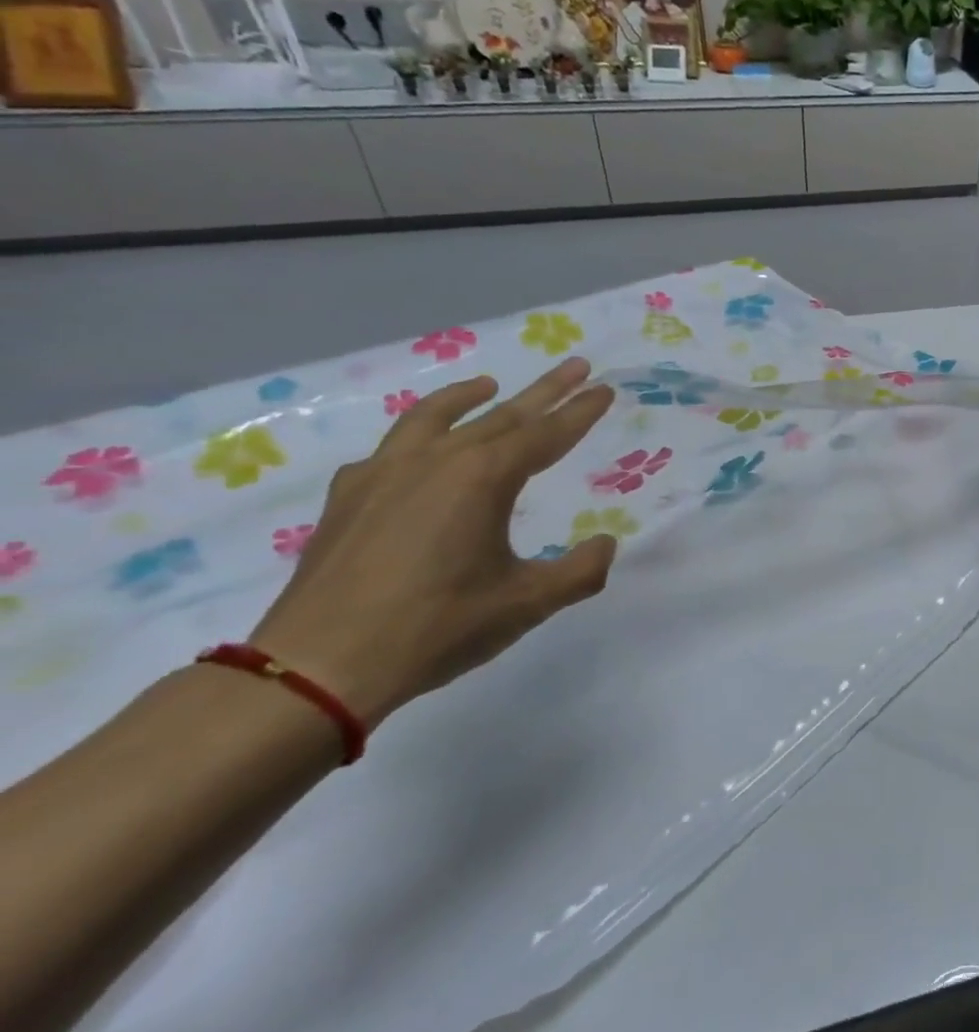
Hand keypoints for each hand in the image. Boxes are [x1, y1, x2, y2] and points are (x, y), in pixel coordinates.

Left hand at [246, 358, 617, 728]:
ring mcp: (384, 474)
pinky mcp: (349, 497)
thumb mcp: (527, 603)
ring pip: (435, 418)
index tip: (604, 389)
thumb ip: (580, 570)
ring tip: (488, 384)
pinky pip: (391, 449)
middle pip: (501, 415)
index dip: (580, 412)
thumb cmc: (437, 628)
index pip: (546, 434)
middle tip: (574, 365)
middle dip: (544, 391)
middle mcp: (436, 461)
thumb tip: (606, 544)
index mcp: (483, 478)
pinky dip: (417, 436)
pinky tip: (420, 452)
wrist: (318, 666)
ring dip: (468, 397)